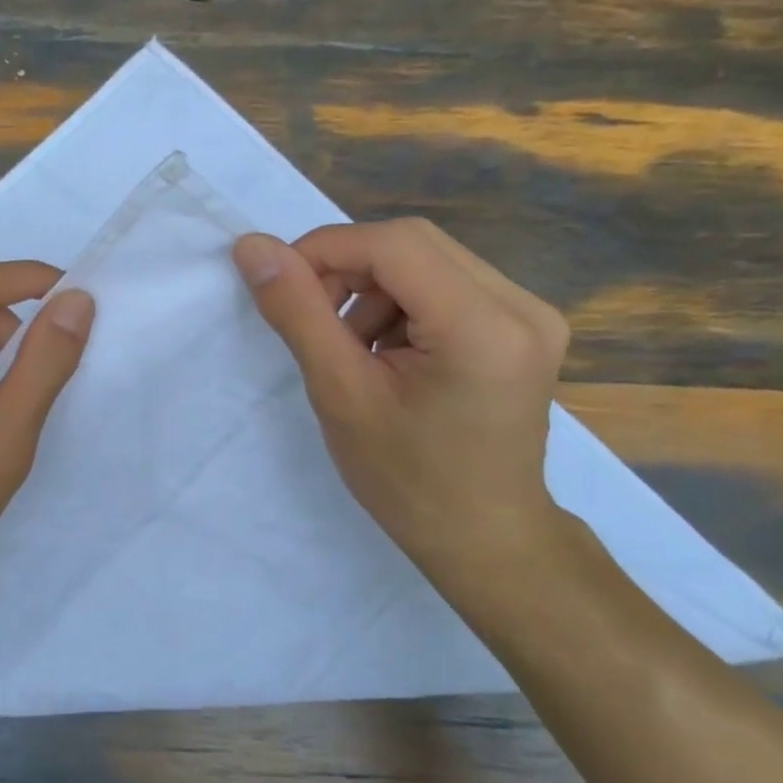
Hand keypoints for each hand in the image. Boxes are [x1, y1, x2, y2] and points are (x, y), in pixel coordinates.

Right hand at [232, 219, 570, 576]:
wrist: (484, 538)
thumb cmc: (407, 480)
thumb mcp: (340, 393)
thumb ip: (297, 311)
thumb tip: (251, 246)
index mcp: (484, 327)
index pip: (394, 244)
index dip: (325, 250)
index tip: (279, 284)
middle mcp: (522, 306)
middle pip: (413, 244)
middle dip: (348, 269)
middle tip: (313, 318)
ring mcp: (530, 314)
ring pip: (426, 260)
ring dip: (372, 289)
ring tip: (351, 347)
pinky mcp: (523, 325)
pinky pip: (446, 283)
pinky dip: (400, 304)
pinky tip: (386, 351)